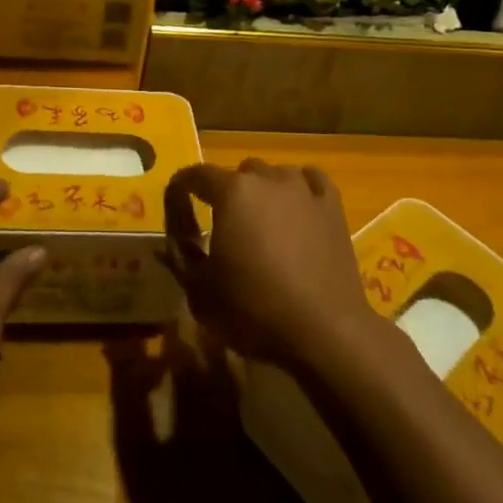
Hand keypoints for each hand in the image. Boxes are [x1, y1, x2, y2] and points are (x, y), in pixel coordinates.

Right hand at [164, 158, 383, 371]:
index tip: (177, 209)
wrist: (323, 329)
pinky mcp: (332, 205)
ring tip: (264, 222)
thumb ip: (181, 259)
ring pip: (275, 174)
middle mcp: (267, 178)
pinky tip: (299, 207)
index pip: (195, 175)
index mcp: (231, 192)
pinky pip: (311, 180)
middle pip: (239, 173)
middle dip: (227, 193)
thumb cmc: (254, 310)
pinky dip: (300, 188)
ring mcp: (303, 188)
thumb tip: (170, 243)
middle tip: (226, 227)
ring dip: (263, 191)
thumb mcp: (201, 292)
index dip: (180, 190)